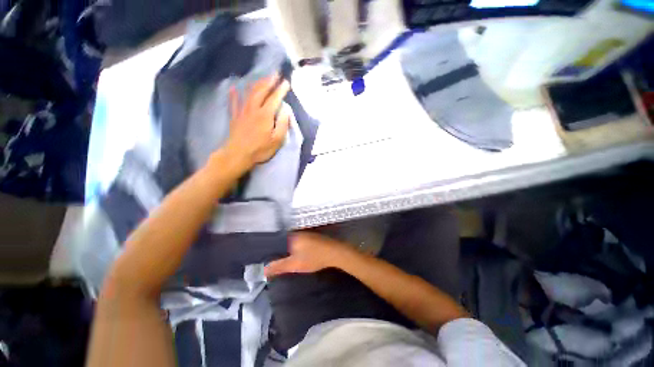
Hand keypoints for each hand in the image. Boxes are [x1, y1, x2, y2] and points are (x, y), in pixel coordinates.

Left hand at [223, 74, 291, 170]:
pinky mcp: (234, 116)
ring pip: (249, 93)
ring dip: (256, 83)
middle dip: (269, 81)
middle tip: (275, 74)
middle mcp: (253, 109)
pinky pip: (233, 102)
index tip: (286, 82)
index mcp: (265, 115)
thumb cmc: (260, 149)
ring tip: (262, 78)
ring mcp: (242, 111)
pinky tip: (234, 87)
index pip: (274, 98)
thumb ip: (282, 124)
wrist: (238, 154)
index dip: (281, 90)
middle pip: (261, 91)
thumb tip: (285, 111)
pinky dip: (234, 94)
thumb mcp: (277, 140)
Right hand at [265, 232, 353, 277]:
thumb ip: (279, 267)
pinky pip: (300, 242)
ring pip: (293, 241)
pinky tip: (297, 254)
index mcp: (292, 236)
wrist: (334, 253)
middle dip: (279, 249)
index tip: (265, 256)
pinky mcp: (313, 237)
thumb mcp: (294, 265)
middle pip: (284, 240)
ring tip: (283, 258)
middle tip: (273, 259)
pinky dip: (296, 248)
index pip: (276, 240)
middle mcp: (298, 232)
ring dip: (288, 249)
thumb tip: (264, 269)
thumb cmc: (313, 258)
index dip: (270, 248)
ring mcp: (307, 234)